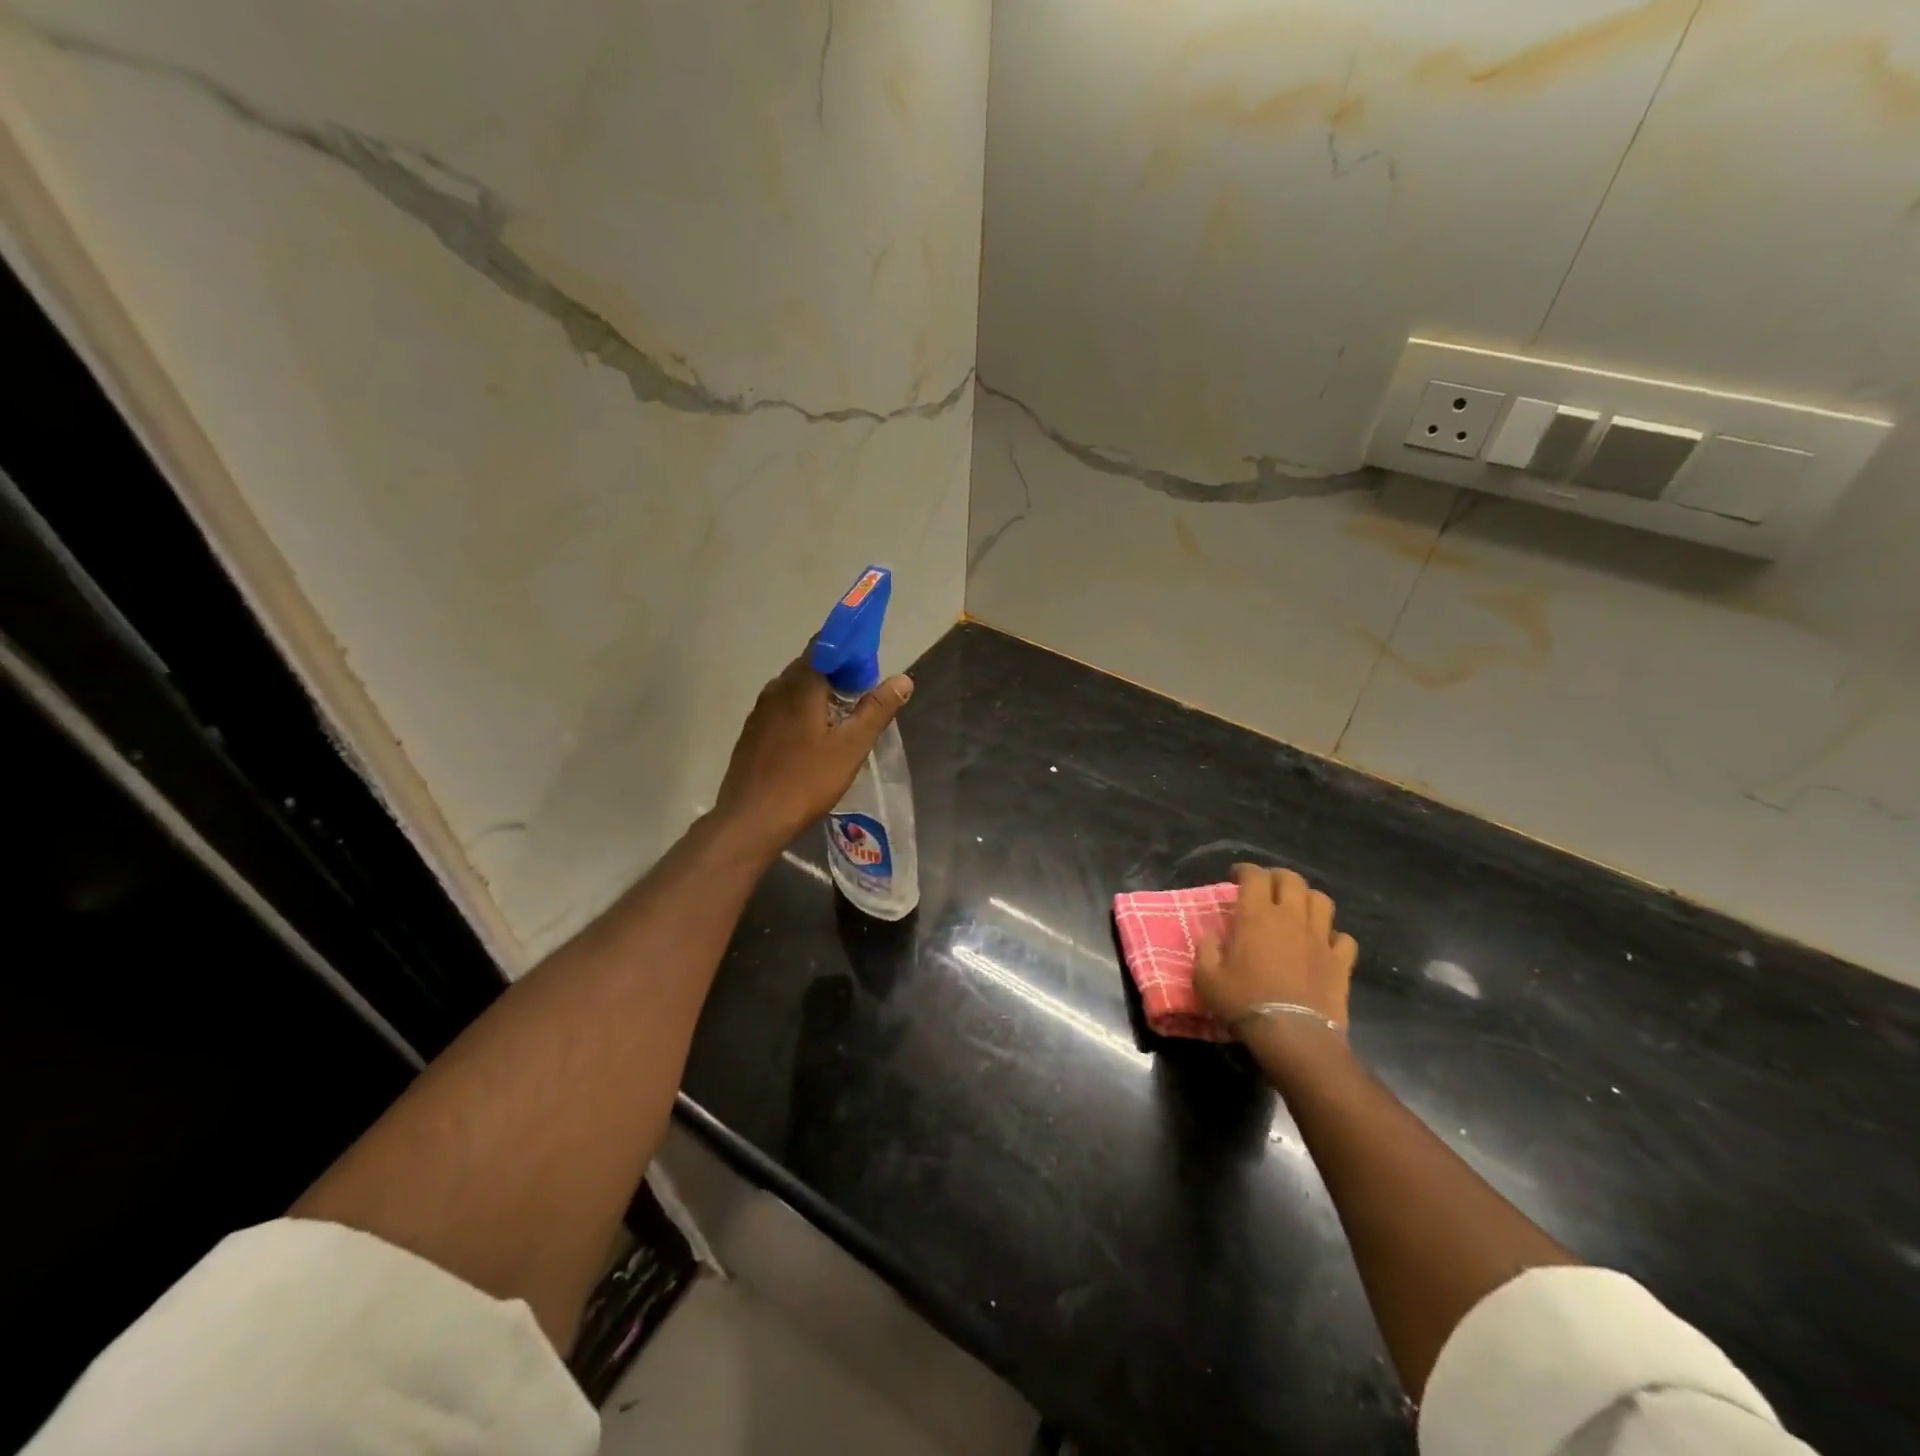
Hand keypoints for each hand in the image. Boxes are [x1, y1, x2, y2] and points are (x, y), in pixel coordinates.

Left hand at [711, 653, 912, 858]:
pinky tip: (815, 738)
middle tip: (864, 695)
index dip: (850, 649)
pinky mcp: (752, 733)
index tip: (871, 667)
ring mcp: (760, 711)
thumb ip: (877, 710)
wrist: (752, 819)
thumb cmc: (806, 780)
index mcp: (800, 685)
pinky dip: (803, 711)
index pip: (825, 645)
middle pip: (810, 666)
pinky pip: (783, 709)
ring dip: (820, 693)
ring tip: (844, 717)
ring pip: (795, 689)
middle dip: (838, 673)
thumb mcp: (852, 747)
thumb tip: (902, 679)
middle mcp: (776, 689)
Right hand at [1195, 864, 1357, 1037]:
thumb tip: (1212, 935)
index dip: (1244, 870)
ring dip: (1307, 899)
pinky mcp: (1341, 961)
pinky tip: (1323, 944)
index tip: (1236, 878)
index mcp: (1257, 916)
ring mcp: (1320, 938)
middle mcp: (1291, 918)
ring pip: (1321, 900)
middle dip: (1277, 877)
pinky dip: (1333, 936)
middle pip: (1291, 879)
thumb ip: (1206, 950)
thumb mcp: (1206, 978)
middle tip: (1267, 888)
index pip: (1254, 876)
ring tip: (1297, 909)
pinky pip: (1343, 938)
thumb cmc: (1244, 1003)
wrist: (1293, 1036)